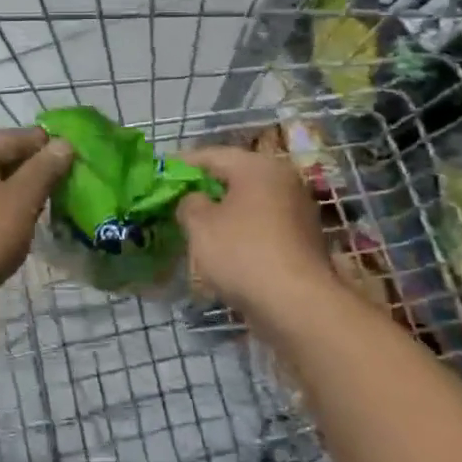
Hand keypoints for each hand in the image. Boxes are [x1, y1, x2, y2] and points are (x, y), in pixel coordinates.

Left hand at [0, 128, 73, 327]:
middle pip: (4, 157)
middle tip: (69, 180)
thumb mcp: (20, 200)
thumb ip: (44, 169)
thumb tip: (64, 143)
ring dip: (24, 188)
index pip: (16, 137)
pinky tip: (28, 218)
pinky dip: (9, 205)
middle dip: (37, 167)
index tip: (78, 157)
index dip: (48, 144)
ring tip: (54, 200)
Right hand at [177, 146, 335, 329]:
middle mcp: (283, 180)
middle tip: (176, 201)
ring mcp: (297, 211)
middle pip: (234, 177)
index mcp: (258, 167)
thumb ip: (189, 203)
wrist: (297, 305)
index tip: (161, 175)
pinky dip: (241, 231)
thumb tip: (195, 200)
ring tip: (195, 227)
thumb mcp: (200, 225)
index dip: (182, 164)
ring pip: (248, 203)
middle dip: (204, 189)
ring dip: (223, 212)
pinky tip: (222, 249)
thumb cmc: (243, 253)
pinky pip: (261, 226)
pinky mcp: (301, 241)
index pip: (212, 155)